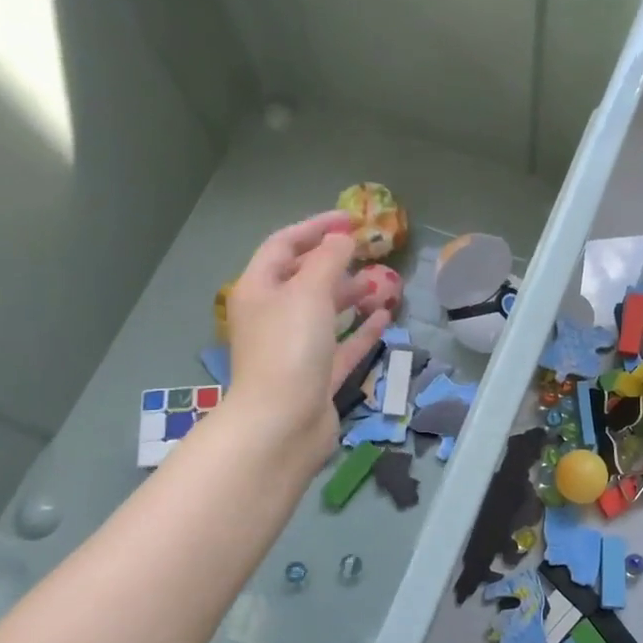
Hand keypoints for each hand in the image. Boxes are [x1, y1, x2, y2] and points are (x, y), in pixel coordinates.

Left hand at [224, 212, 392, 462]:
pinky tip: (383, 317)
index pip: (283, 245)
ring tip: (384, 285)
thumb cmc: (290, 349)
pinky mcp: (315, 377)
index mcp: (259, 290)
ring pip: (325, 313)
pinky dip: (360, 330)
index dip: (316, 227)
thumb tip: (342, 238)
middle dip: (337, 263)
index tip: (352, 219)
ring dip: (352, 296)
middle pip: (304, 278)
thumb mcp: (309, 292)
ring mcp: (294, 349)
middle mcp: (273, 316)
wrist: (282, 424)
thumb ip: (328, 259)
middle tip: (371, 254)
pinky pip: (340, 345)